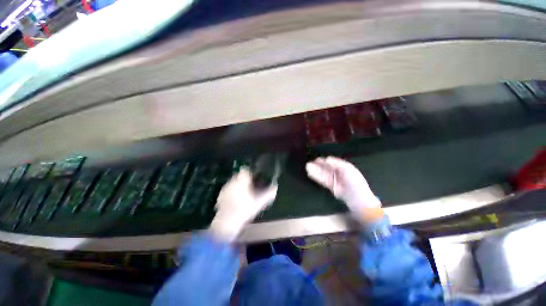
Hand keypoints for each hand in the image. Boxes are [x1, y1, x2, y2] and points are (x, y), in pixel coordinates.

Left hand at [210, 167, 277, 241]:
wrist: (226, 222)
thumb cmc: (244, 210)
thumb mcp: (258, 203)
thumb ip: (268, 194)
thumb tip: (275, 188)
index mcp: (241, 181)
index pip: (245, 170)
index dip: (251, 172)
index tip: (255, 178)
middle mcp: (232, 182)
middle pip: (239, 175)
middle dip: (245, 179)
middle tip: (251, 187)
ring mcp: (225, 188)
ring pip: (234, 181)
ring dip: (239, 184)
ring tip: (244, 193)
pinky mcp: (221, 195)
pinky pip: (228, 188)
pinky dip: (233, 191)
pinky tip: (236, 199)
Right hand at [306, 156, 381, 221]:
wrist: (359, 202)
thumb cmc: (355, 184)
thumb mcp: (348, 171)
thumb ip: (337, 164)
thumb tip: (327, 159)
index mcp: (345, 168)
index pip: (333, 162)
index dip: (325, 161)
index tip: (316, 159)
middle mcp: (340, 173)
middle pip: (327, 168)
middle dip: (318, 166)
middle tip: (309, 164)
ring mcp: (336, 181)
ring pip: (324, 174)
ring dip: (316, 171)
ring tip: (308, 168)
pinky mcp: (333, 187)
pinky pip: (324, 181)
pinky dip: (318, 177)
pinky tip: (311, 174)